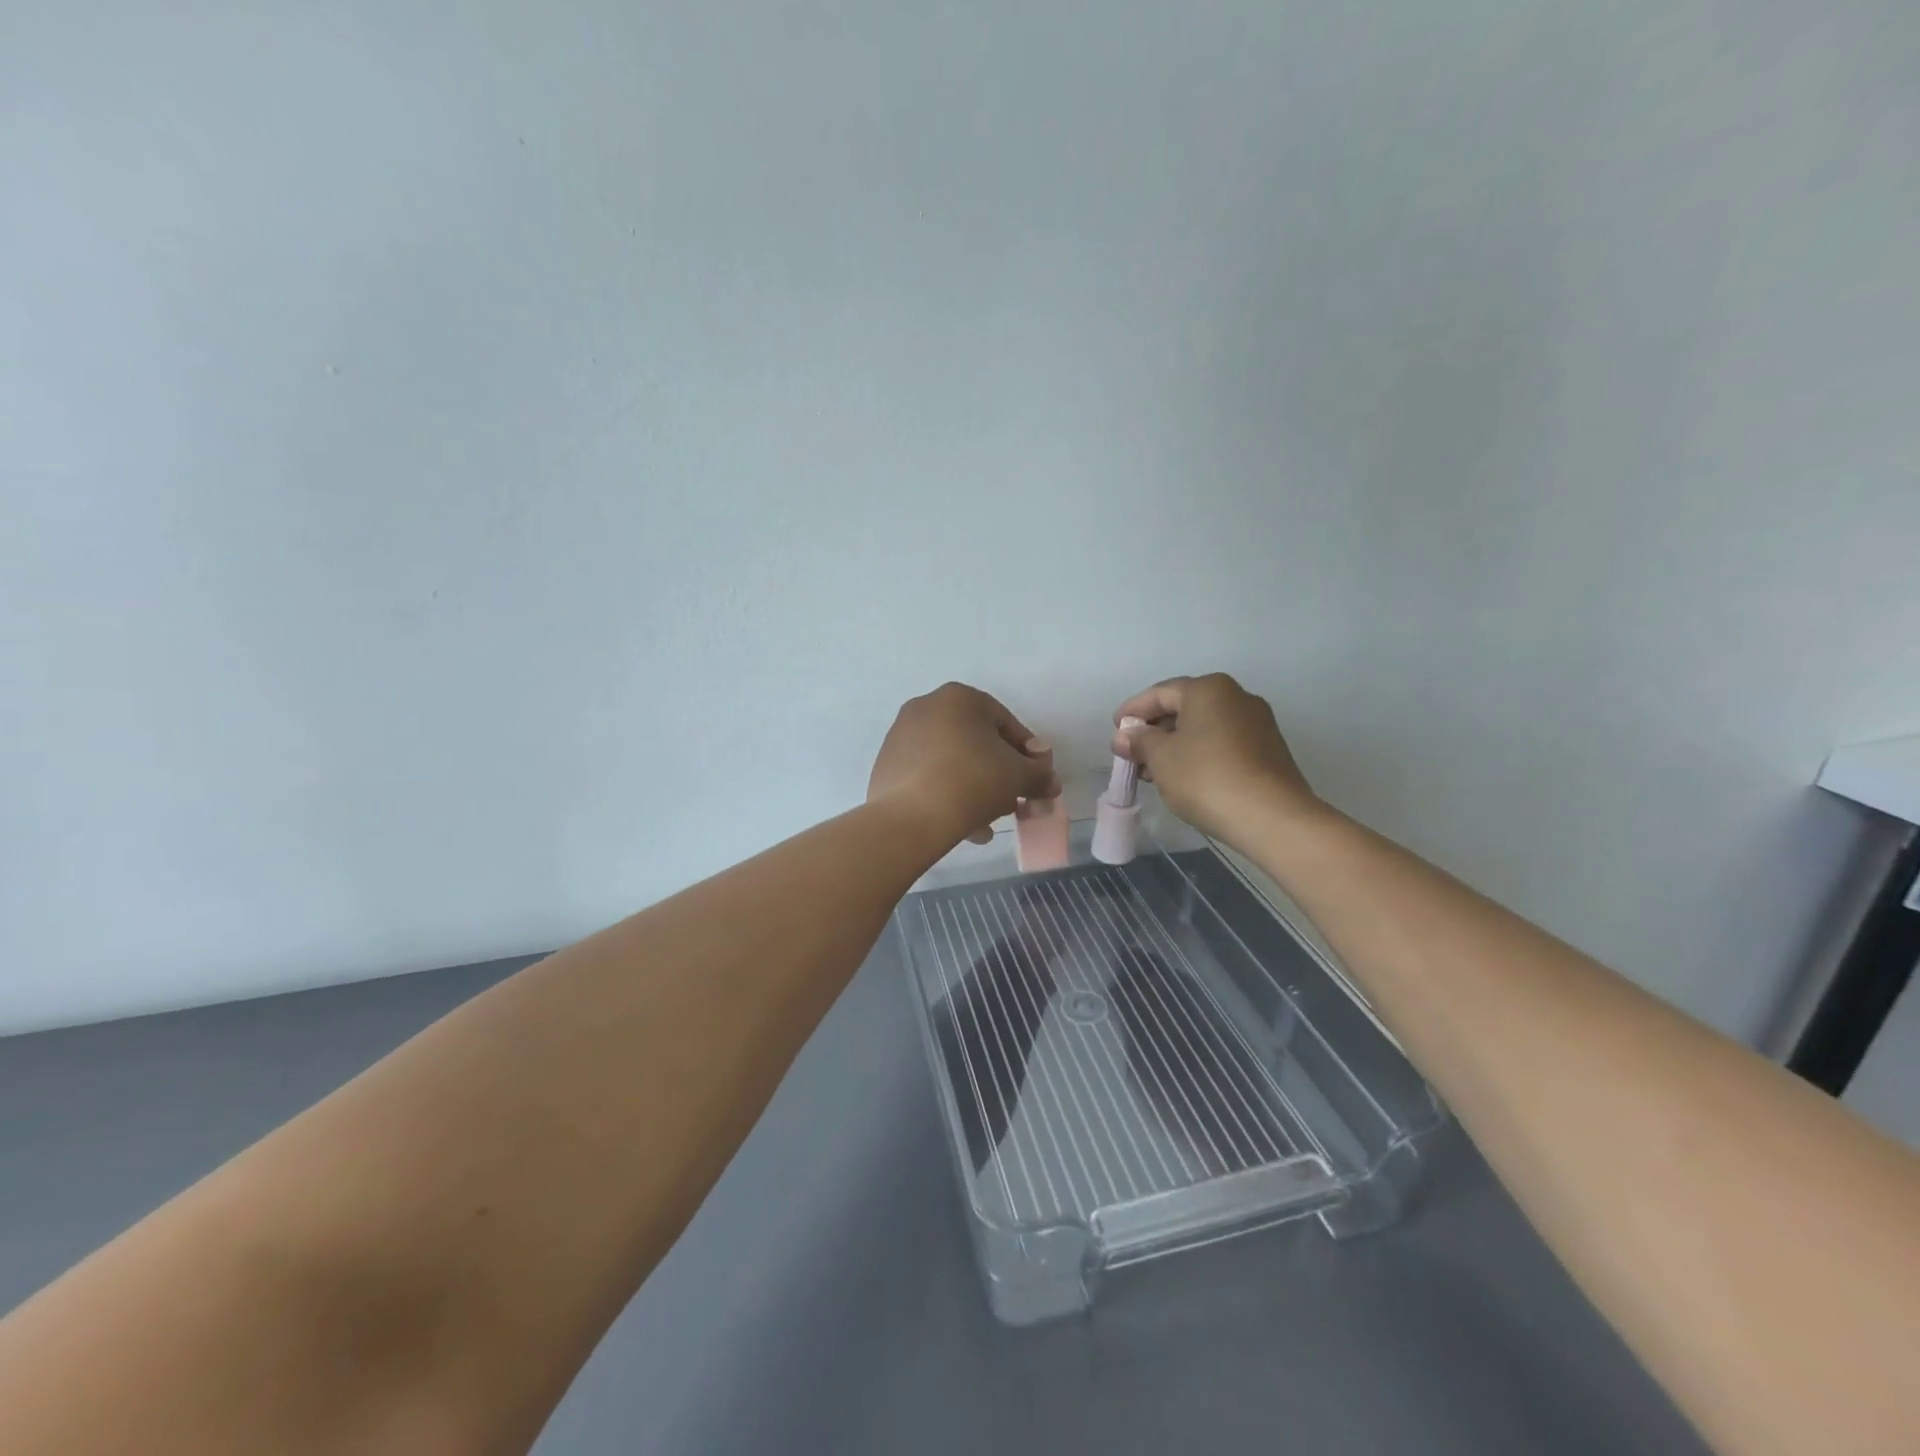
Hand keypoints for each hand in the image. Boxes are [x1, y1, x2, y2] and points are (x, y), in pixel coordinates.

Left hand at [870, 683, 1059, 845]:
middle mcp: (925, 707)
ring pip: (950, 763)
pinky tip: (961, 826)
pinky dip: (946, 795)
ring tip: (987, 823)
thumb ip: (1040, 775)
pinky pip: (926, 778)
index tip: (1035, 780)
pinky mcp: (885, 766)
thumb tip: (1050, 783)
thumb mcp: (1019, 776)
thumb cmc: (973, 781)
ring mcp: (900, 736)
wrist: (911, 816)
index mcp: (959, 697)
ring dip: (974, 789)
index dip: (1027, 754)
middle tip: (1012, 802)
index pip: (1006, 723)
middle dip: (997, 774)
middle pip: (975, 743)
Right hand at [1111, 673, 1321, 849]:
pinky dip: (1196, 755)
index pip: (1159, 693)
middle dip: (1153, 731)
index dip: (1132, 711)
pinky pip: (1221, 744)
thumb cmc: (1205, 777)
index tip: (1114, 731)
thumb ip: (1139, 740)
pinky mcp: (1267, 751)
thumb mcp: (1160, 757)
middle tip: (1129, 754)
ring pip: (1202, 728)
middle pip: (1183, 708)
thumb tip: (1126, 734)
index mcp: (1209, 689)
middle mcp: (1236, 697)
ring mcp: (1256, 724)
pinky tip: (1181, 778)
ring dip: (1173, 746)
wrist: (1271, 817)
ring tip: (1150, 772)